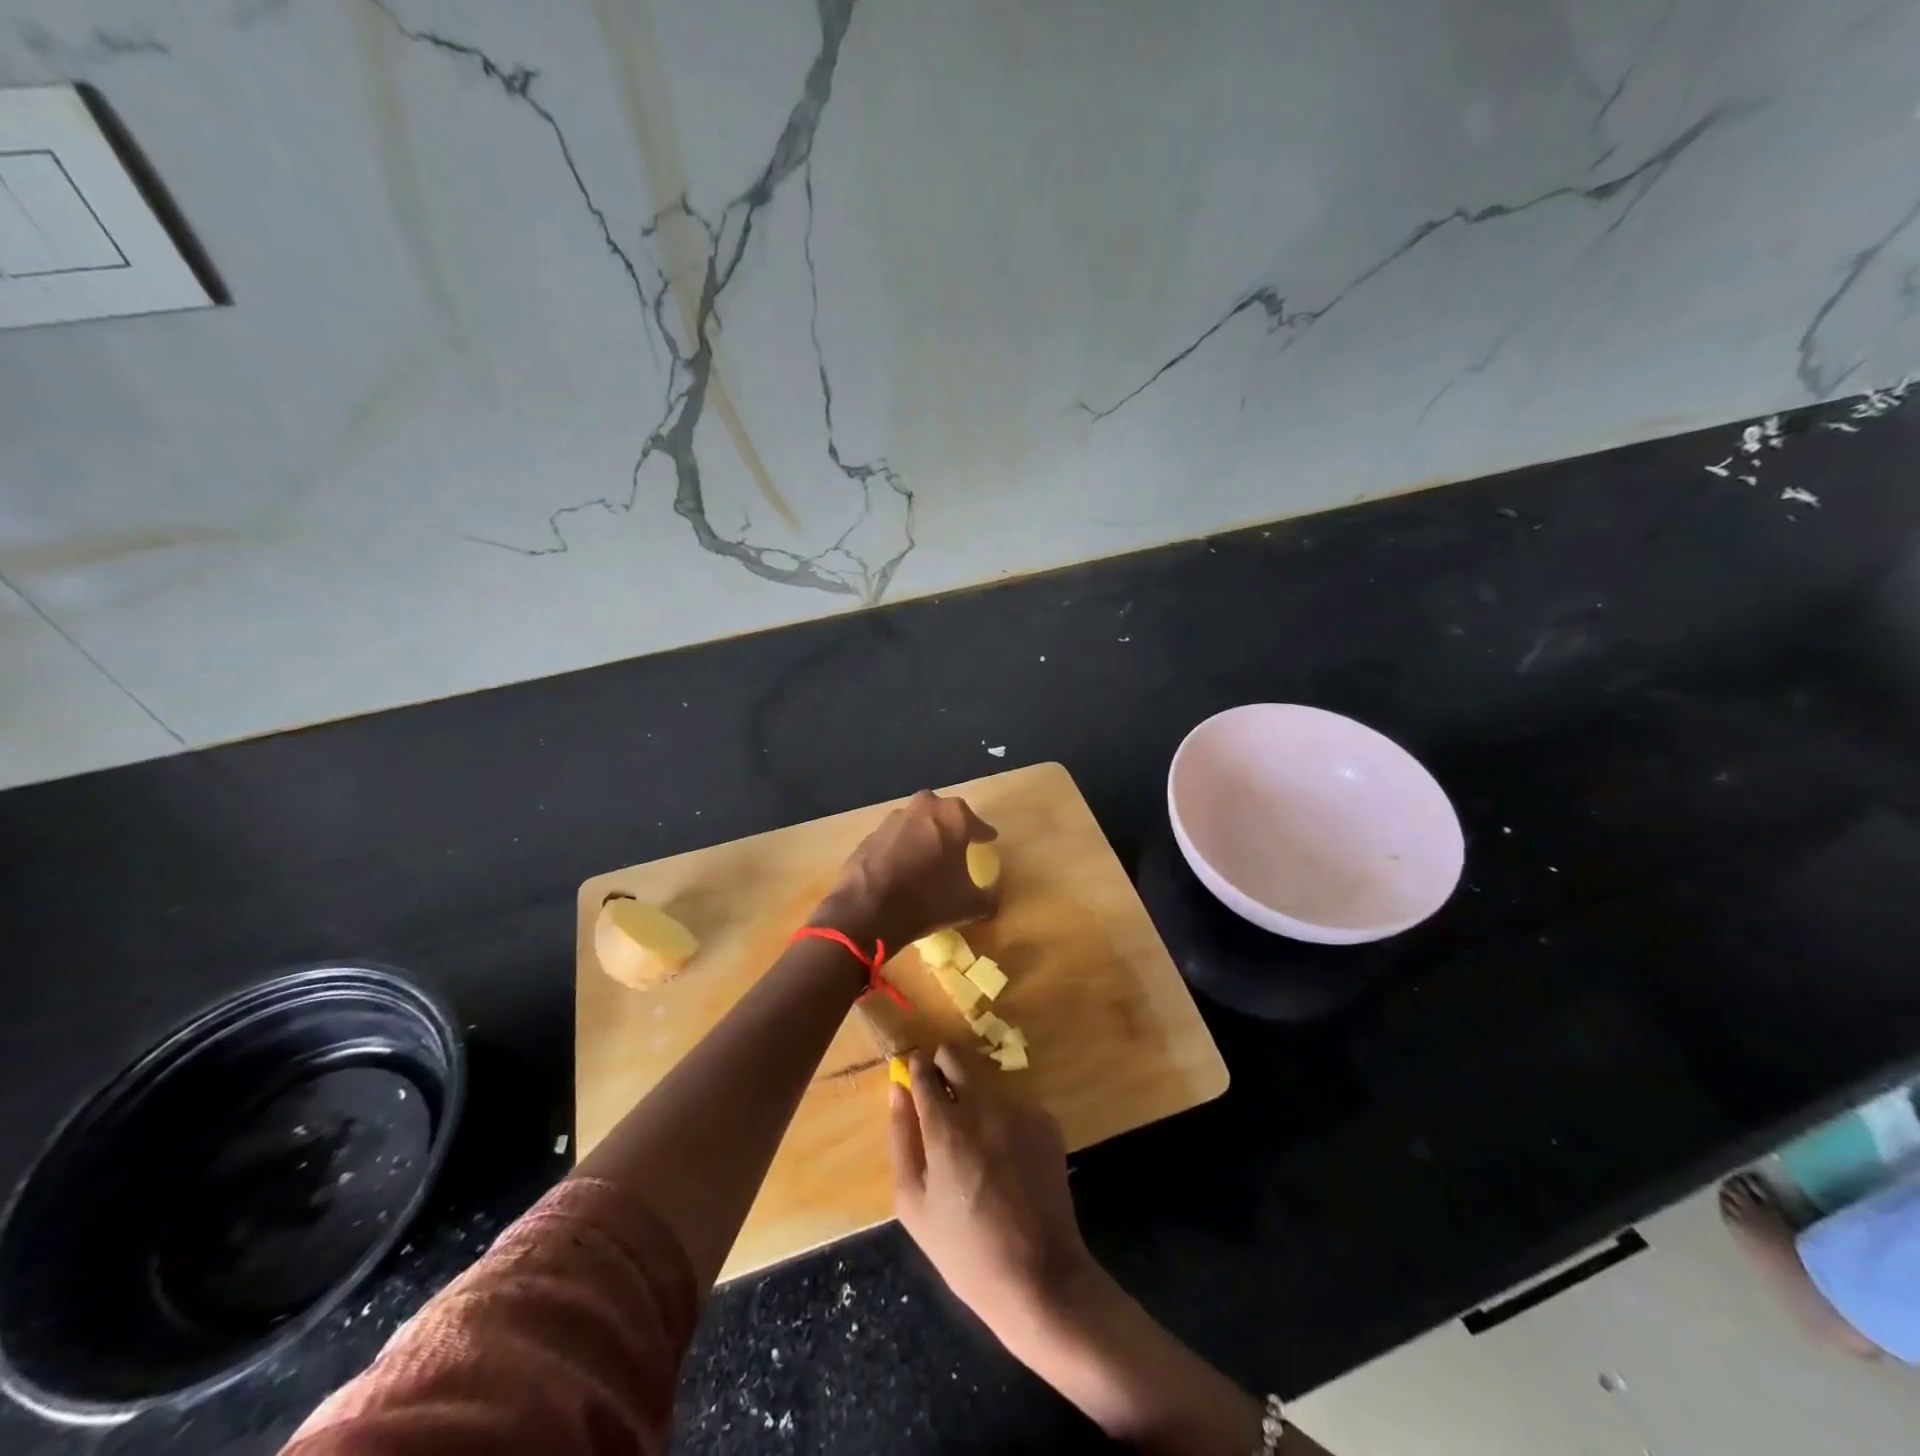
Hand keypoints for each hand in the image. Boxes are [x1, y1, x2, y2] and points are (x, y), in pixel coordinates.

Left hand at [815, 790, 997, 952]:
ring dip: (923, 835)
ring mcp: (893, 819)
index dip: (984, 834)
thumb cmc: (928, 900)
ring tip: (928, 858)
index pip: (976, 823)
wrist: (867, 910)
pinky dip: (901, 848)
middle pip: (944, 813)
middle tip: (956, 844)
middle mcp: (924, 808)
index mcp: (953, 816)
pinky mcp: (870, 835)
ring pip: (916, 822)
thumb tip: (992, 899)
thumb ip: (988, 898)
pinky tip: (903, 868)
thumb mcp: (969, 906)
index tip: (988, 840)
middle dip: (951, 826)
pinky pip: (894, 838)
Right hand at [888, 1044, 1094, 1344]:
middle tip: (942, 1101)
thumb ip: (901, 1137)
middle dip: (943, 1067)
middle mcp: (985, 1105)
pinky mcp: (1046, 1121)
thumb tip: (898, 1089)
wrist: (1040, 1276)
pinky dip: (1004, 1119)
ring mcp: (1020, 1110)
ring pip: (987, 1079)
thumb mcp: (914, 1205)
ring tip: (978, 1142)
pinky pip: (1015, 1104)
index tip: (914, 1079)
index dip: (915, 1071)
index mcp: (946, 1126)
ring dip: (976, 1096)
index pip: (924, 1069)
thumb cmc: (965, 1250)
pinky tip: (1007, 1158)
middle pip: (957, 1054)